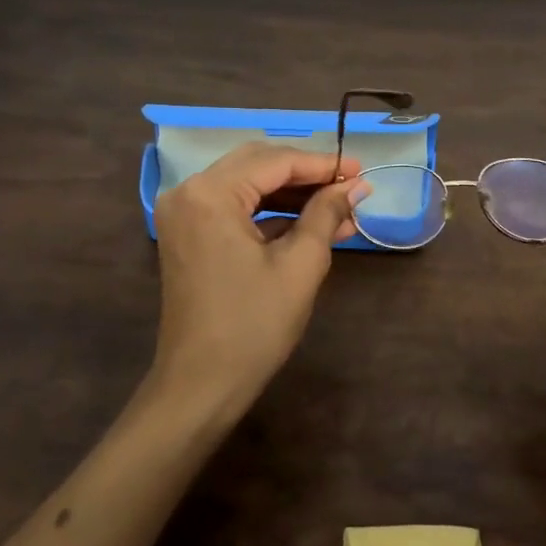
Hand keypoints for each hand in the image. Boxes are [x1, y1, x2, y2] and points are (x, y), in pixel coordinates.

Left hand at [150, 142, 368, 420]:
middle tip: (351, 187)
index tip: (361, 171)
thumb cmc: (253, 325)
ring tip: (340, 210)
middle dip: (307, 175)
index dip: (323, 164)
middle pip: (258, 165)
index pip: (275, 161)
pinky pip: (235, 209)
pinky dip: (271, 214)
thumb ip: (326, 214)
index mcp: (210, 193)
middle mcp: (189, 191)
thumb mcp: (300, 265)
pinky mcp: (188, 235)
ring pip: (247, 185)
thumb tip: (355, 187)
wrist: (201, 385)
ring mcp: (184, 214)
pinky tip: (312, 226)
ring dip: (292, 195)